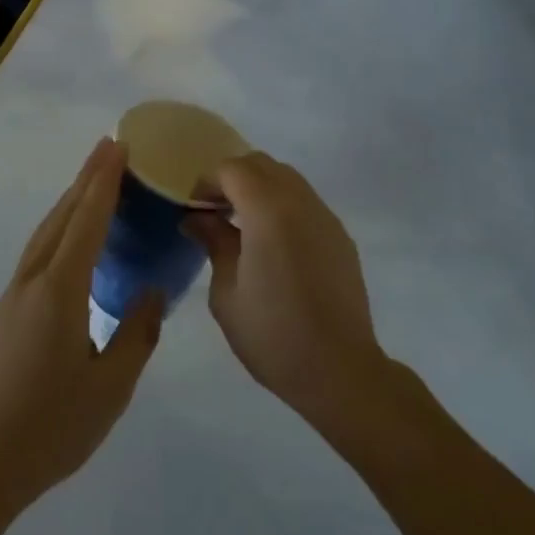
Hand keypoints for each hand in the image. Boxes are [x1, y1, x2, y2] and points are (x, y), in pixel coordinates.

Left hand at [0, 139, 161, 510]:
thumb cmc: (51, 427)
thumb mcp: (110, 387)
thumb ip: (136, 334)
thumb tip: (153, 292)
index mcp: (60, 290)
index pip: (87, 221)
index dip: (104, 182)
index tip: (118, 147)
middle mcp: (33, 280)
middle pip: (62, 216)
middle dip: (87, 179)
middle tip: (109, 148)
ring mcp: (14, 295)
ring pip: (45, 232)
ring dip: (70, 200)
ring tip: (92, 181)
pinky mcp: (5, 312)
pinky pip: (38, 251)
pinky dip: (59, 228)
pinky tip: (70, 239)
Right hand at [185, 153, 387, 434]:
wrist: (339, 370)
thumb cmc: (273, 335)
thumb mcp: (227, 292)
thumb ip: (214, 242)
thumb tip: (197, 218)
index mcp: (268, 211)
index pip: (233, 169)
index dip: (208, 181)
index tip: (194, 208)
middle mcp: (300, 202)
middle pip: (261, 164)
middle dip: (233, 178)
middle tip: (215, 212)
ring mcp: (325, 217)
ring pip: (287, 178)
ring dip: (259, 188)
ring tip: (242, 226)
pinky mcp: (340, 236)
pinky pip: (305, 202)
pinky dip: (282, 205)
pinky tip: (273, 243)